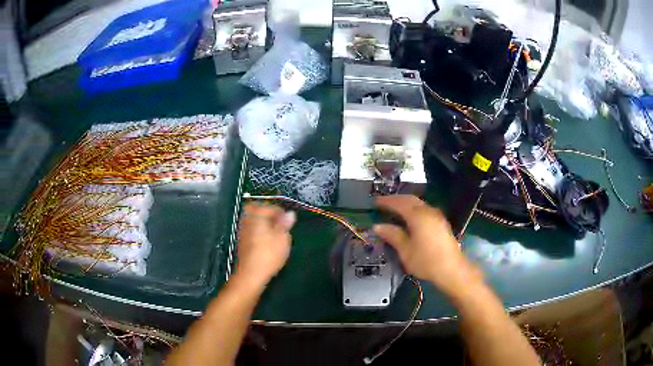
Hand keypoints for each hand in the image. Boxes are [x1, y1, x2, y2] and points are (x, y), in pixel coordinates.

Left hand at [236, 203, 295, 287]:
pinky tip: (268, 244)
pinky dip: (260, 234)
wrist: (251, 274)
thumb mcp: (283, 237)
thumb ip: (285, 224)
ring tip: (276, 235)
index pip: (269, 206)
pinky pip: (252, 232)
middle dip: (268, 216)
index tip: (288, 220)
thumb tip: (290, 214)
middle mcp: (247, 221)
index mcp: (256, 215)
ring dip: (264, 225)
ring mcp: (243, 232)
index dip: (280, 212)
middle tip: (280, 224)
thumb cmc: (268, 254)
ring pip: (254, 222)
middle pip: (257, 211)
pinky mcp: (243, 244)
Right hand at [373, 195, 480, 295]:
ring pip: (418, 204)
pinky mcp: (441, 222)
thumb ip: (392, 235)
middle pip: (410, 199)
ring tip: (394, 209)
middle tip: (383, 203)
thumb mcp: (405, 250)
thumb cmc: (426, 261)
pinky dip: (413, 209)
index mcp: (417, 215)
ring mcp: (436, 216)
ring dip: (405, 204)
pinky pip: (424, 209)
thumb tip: (378, 226)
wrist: (452, 269)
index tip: (374, 202)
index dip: (386, 201)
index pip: (399, 203)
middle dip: (396, 199)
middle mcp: (428, 211)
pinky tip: (409, 218)